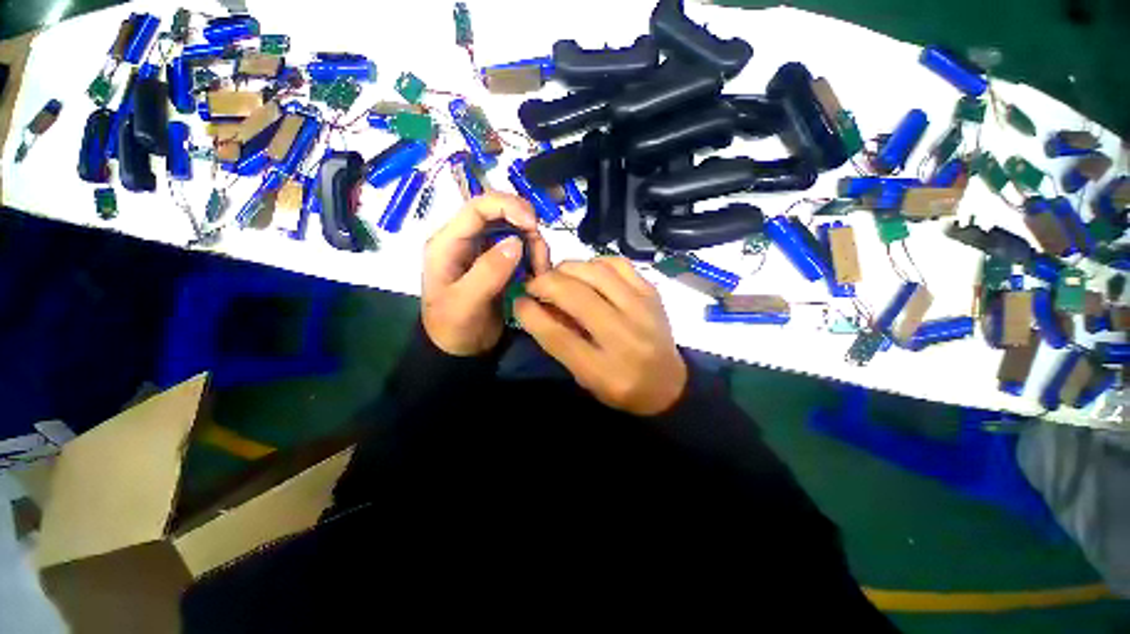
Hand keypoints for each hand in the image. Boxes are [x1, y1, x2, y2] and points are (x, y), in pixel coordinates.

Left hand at [423, 192, 550, 355]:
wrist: (459, 351)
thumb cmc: (454, 328)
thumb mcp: (466, 303)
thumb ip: (488, 272)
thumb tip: (516, 242)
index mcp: (448, 243)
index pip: (477, 208)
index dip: (507, 206)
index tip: (533, 223)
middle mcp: (466, 241)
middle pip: (500, 214)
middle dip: (526, 227)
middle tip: (541, 254)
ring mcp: (484, 252)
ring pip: (514, 230)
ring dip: (533, 244)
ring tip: (540, 271)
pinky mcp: (498, 264)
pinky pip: (521, 249)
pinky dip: (534, 256)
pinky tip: (538, 274)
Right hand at [515, 257, 687, 415]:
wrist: (669, 385)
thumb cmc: (621, 387)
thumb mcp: (585, 378)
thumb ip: (561, 343)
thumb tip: (537, 306)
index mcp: (604, 371)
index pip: (558, 336)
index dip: (531, 314)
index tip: (518, 300)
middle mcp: (625, 338)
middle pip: (576, 297)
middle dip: (545, 283)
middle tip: (534, 284)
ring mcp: (643, 311)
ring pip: (597, 273)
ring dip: (568, 268)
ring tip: (558, 276)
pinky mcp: (652, 294)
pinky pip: (619, 264)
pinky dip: (596, 262)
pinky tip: (588, 271)